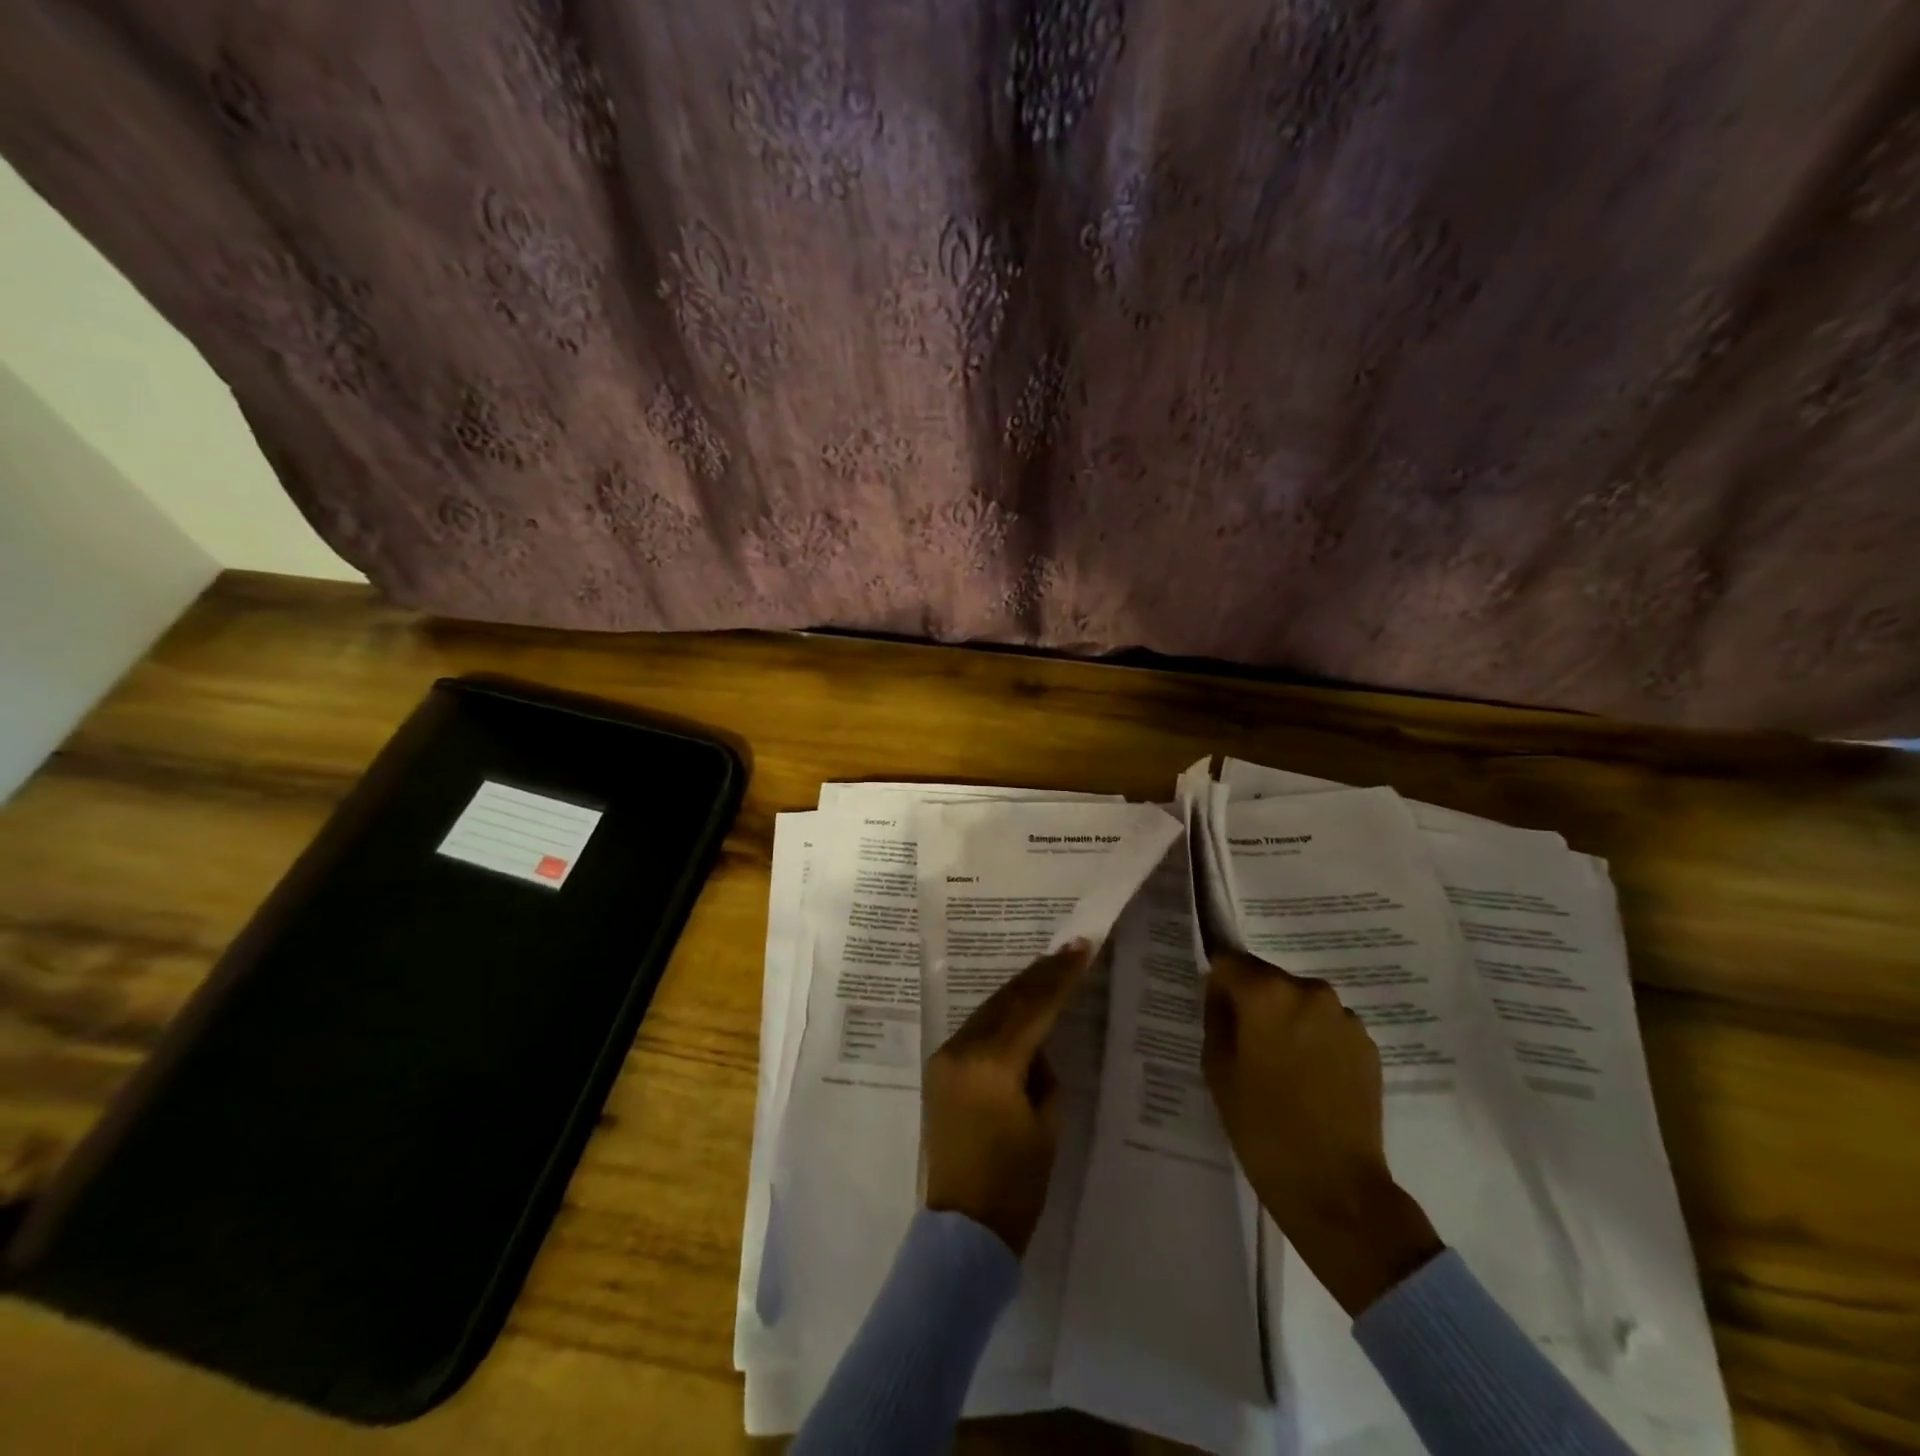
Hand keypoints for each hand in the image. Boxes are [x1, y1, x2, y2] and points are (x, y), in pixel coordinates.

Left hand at [923, 940, 1093, 1254]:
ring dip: (1020, 990)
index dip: (1060, 978)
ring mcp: (945, 1057)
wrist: (963, 1230)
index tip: (1081, 949)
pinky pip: (975, 1028)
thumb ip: (1044, 1072)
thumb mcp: (1047, 1125)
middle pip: (1007, 1000)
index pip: (1033, 1009)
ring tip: (1050, 968)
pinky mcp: (939, 1069)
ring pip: (989, 1010)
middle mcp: (962, 1050)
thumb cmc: (1016, 1185)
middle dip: (1040, 975)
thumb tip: (1038, 1046)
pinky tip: (1020, 1004)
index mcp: (992, 1064)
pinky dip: (1001, 1014)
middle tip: (1070, 949)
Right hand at [1203, 949, 1441, 1315]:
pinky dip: (1314, 1039)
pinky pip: (1327, 1025)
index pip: (1229, 961)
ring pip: (1299, 1001)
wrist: (1335, 1187)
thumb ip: (1216, 1016)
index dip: (1218, 983)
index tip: (1216, 1012)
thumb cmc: (1261, 1125)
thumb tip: (1221, 992)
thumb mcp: (1217, 1067)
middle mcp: (1310, 991)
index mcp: (1267, 993)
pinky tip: (1310, 1079)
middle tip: (1247, 1045)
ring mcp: (1345, 1018)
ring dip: (1286, 1019)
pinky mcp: (1368, 1045)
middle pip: (1267, 978)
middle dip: (1253, 1001)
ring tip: (1282, 1067)